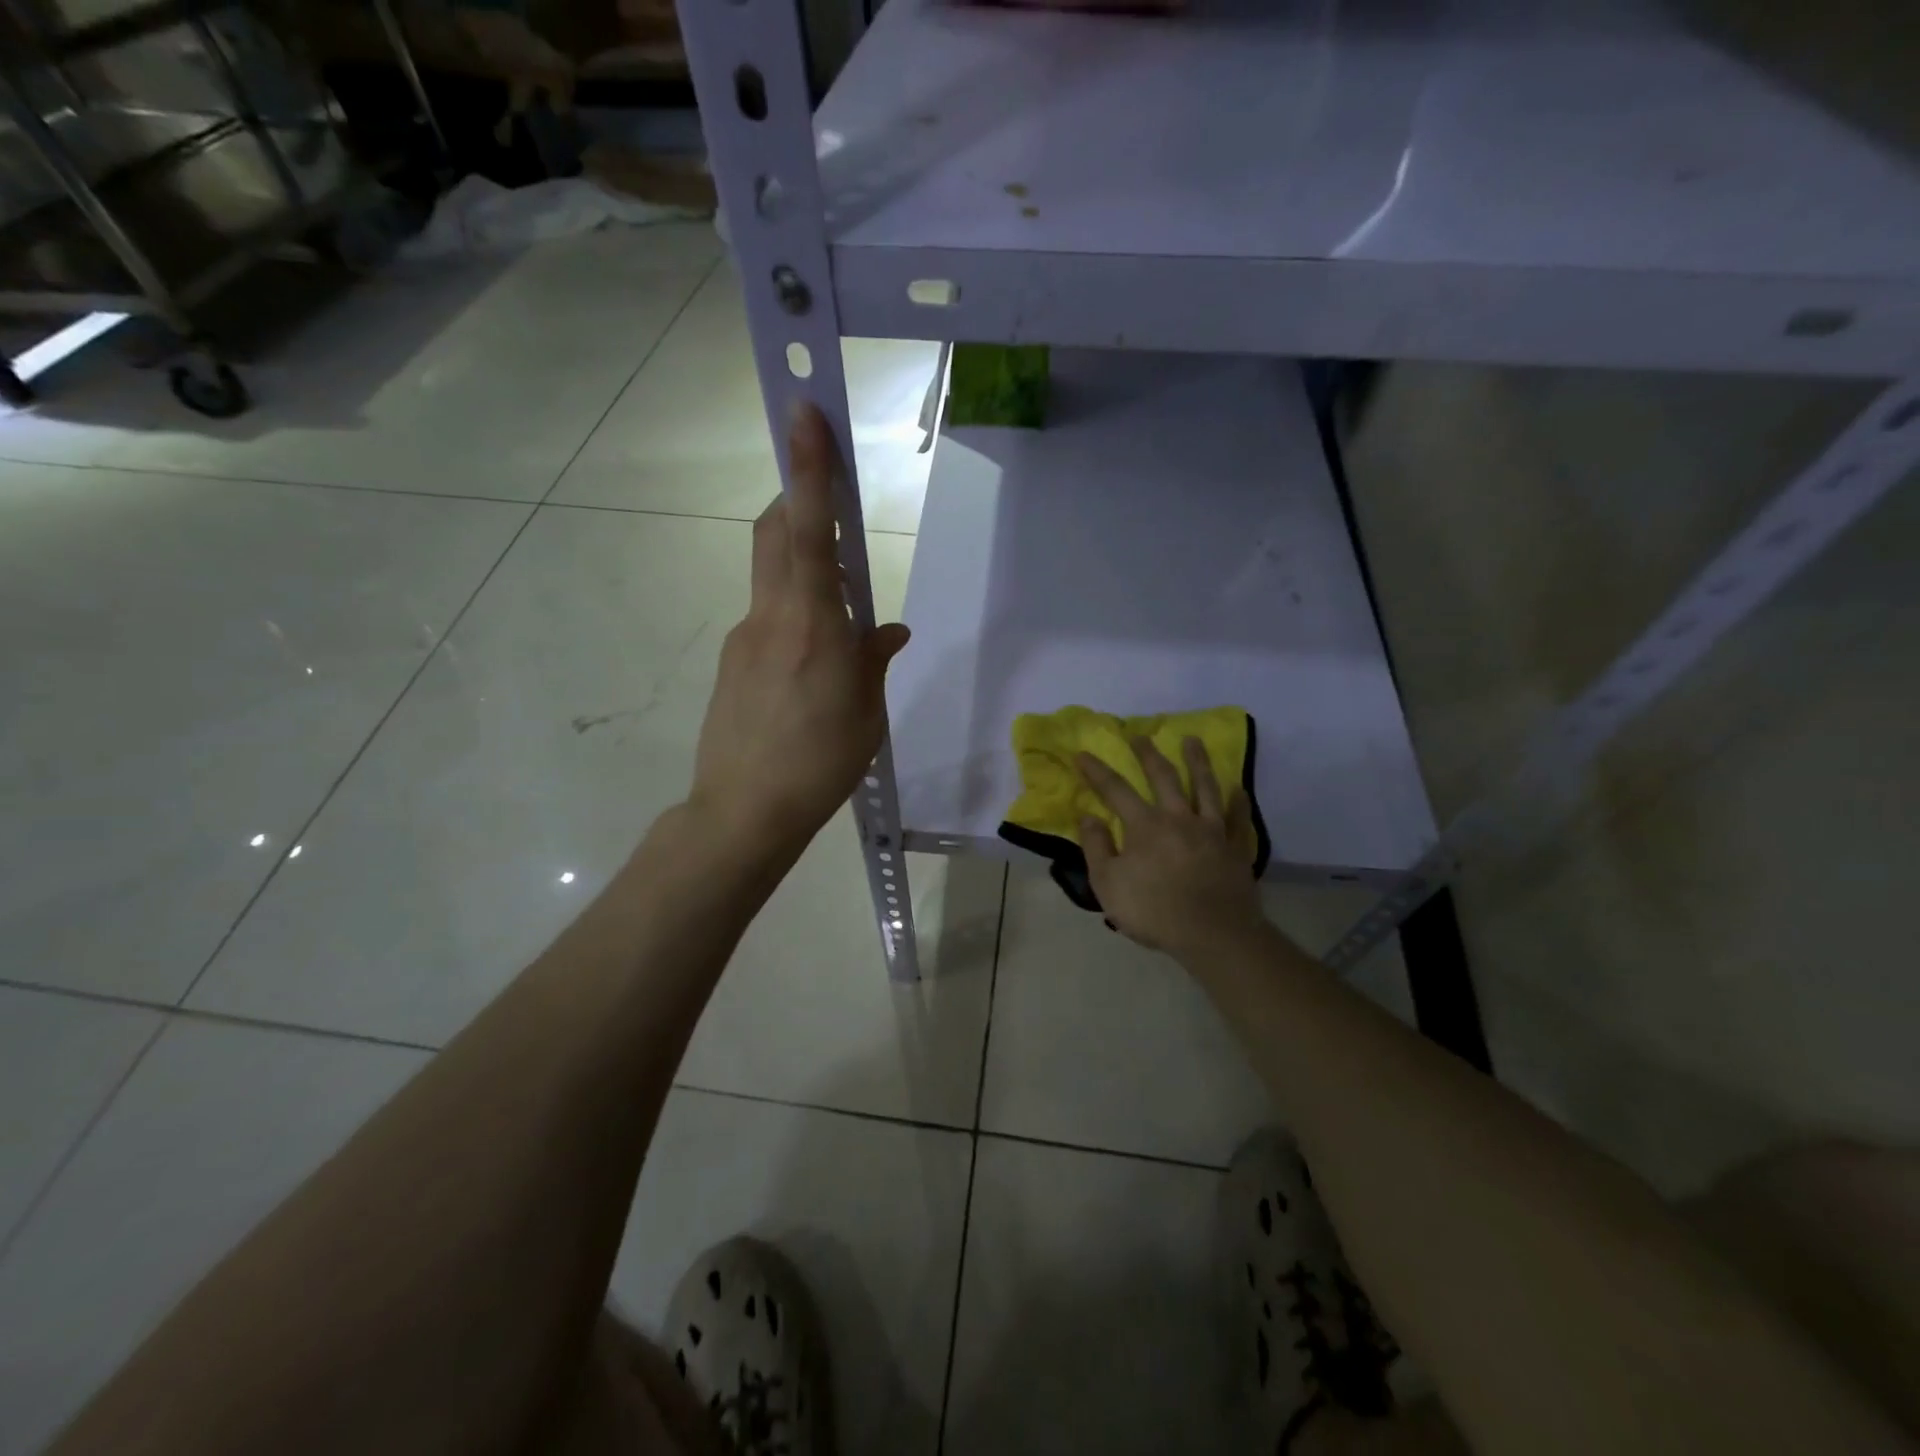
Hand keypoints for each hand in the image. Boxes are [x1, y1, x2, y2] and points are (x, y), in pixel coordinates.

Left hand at [690, 404, 909, 849]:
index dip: (808, 470)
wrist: (744, 811)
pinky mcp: (731, 663)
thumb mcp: (866, 712)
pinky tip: (810, 667)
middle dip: (794, 496)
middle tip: (821, 494)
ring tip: (836, 621)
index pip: (808, 530)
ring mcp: (744, 638)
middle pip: (774, 533)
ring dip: (800, 568)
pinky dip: (792, 618)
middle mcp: (770, 617)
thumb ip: (873, 660)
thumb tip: (887, 631)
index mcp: (812, 624)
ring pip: (770, 577)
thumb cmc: (820, 762)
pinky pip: (766, 621)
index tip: (803, 412)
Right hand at [1078, 737, 1263, 957]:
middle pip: (1163, 777)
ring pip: (1204, 787)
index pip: (1115, 790)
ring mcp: (1212, 830)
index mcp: (1145, 825)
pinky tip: (1237, 789)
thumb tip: (1088, 816)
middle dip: (1149, 754)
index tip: (1083, 753)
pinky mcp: (1235, 848)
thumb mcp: (1107, 884)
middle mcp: (1179, 818)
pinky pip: (1238, 818)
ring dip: (1197, 761)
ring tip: (1193, 740)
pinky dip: (1238, 802)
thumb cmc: (1153, 911)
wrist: (1213, 934)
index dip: (1097, 771)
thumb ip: (1096, 847)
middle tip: (1141, 735)